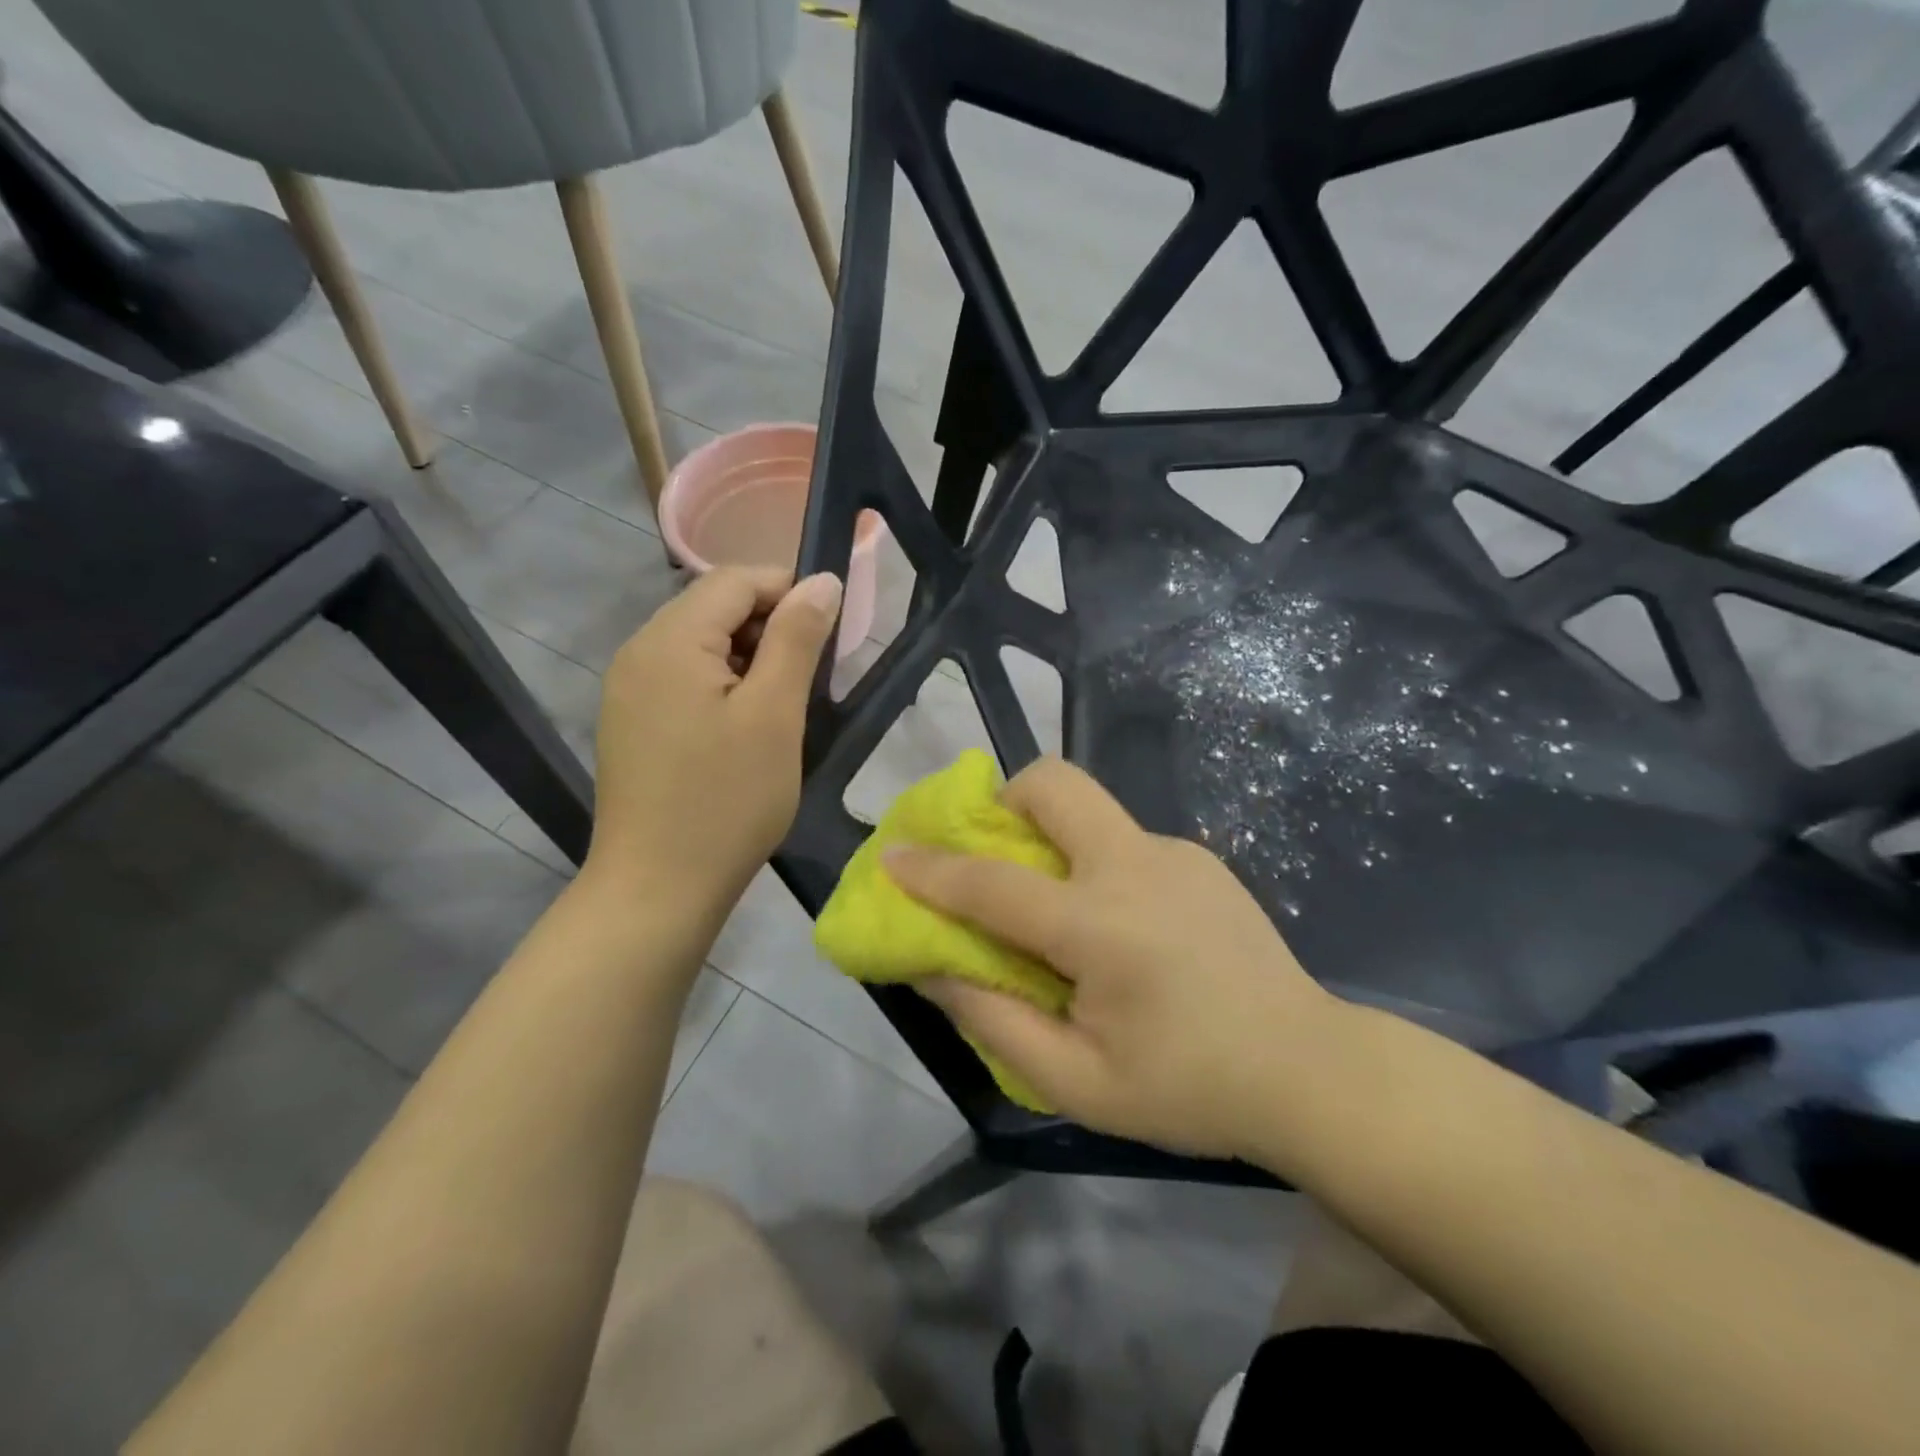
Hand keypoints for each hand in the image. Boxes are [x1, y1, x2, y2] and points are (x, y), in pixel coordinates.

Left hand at [584, 567, 841, 911]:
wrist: (658, 888)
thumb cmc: (727, 800)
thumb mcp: (775, 714)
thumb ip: (797, 638)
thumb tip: (822, 581)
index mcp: (668, 640)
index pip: (735, 580)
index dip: (789, 591)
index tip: (830, 635)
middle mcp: (638, 651)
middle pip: (713, 607)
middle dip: (770, 627)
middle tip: (810, 679)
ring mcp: (628, 689)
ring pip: (701, 644)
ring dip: (749, 658)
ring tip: (782, 707)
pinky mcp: (631, 722)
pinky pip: (683, 678)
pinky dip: (722, 685)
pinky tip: (745, 727)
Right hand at [884, 758, 1348, 1161]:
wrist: (1311, 1069)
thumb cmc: (1189, 1089)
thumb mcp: (1078, 1083)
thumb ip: (994, 1020)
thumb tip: (934, 966)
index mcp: (1102, 926)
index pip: (993, 884)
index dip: (932, 869)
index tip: (891, 855)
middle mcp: (1136, 866)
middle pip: (1055, 783)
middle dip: (1005, 797)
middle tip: (994, 852)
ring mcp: (1176, 853)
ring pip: (1091, 810)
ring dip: (1053, 838)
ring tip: (1060, 911)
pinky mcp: (1202, 859)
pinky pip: (1125, 842)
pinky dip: (1097, 866)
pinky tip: (1124, 930)